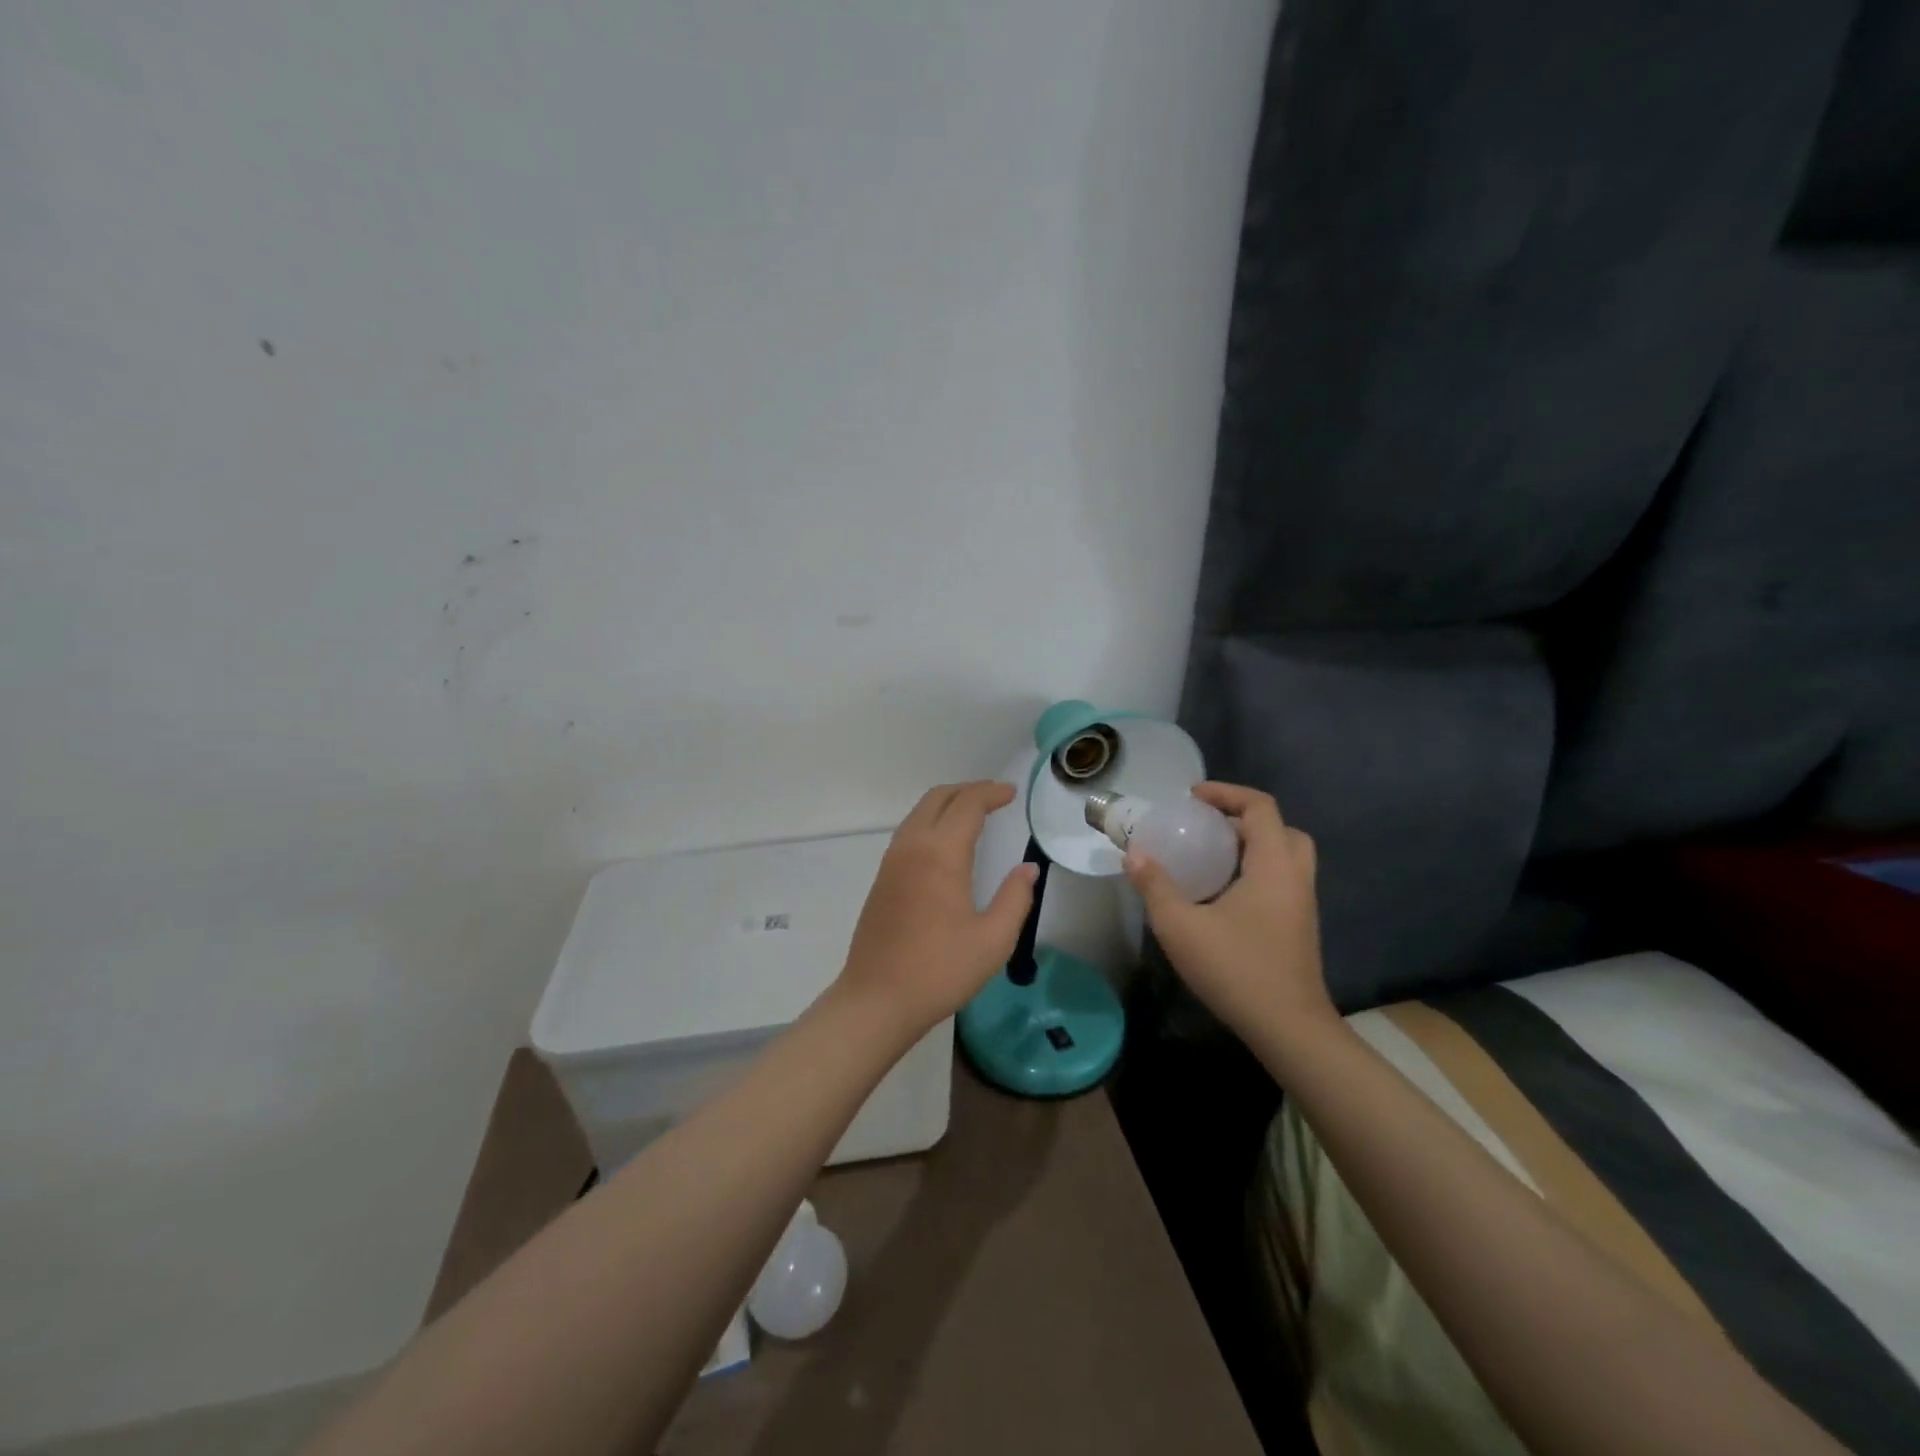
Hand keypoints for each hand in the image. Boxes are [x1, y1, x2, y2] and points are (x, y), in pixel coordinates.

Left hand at [837, 781, 1038, 1040]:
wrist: (877, 999)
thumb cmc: (940, 970)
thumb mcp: (993, 940)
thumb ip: (1015, 898)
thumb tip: (1027, 869)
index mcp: (940, 854)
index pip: (967, 804)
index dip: (991, 793)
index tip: (1012, 794)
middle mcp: (912, 846)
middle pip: (938, 798)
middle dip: (968, 790)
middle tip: (996, 798)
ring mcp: (891, 861)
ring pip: (919, 812)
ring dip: (948, 804)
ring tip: (975, 815)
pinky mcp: (882, 878)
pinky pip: (909, 831)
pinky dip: (932, 821)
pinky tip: (947, 843)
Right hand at [1124, 782, 1334, 1054]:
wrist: (1288, 1028)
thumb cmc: (1236, 970)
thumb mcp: (1181, 926)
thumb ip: (1155, 886)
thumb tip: (1133, 854)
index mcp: (1273, 865)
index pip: (1260, 807)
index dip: (1226, 793)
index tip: (1192, 798)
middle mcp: (1295, 876)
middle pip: (1279, 827)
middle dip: (1241, 818)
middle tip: (1205, 826)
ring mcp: (1302, 902)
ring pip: (1284, 854)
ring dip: (1251, 844)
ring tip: (1210, 855)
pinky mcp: (1299, 925)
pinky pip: (1281, 878)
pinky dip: (1256, 869)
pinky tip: (1222, 892)